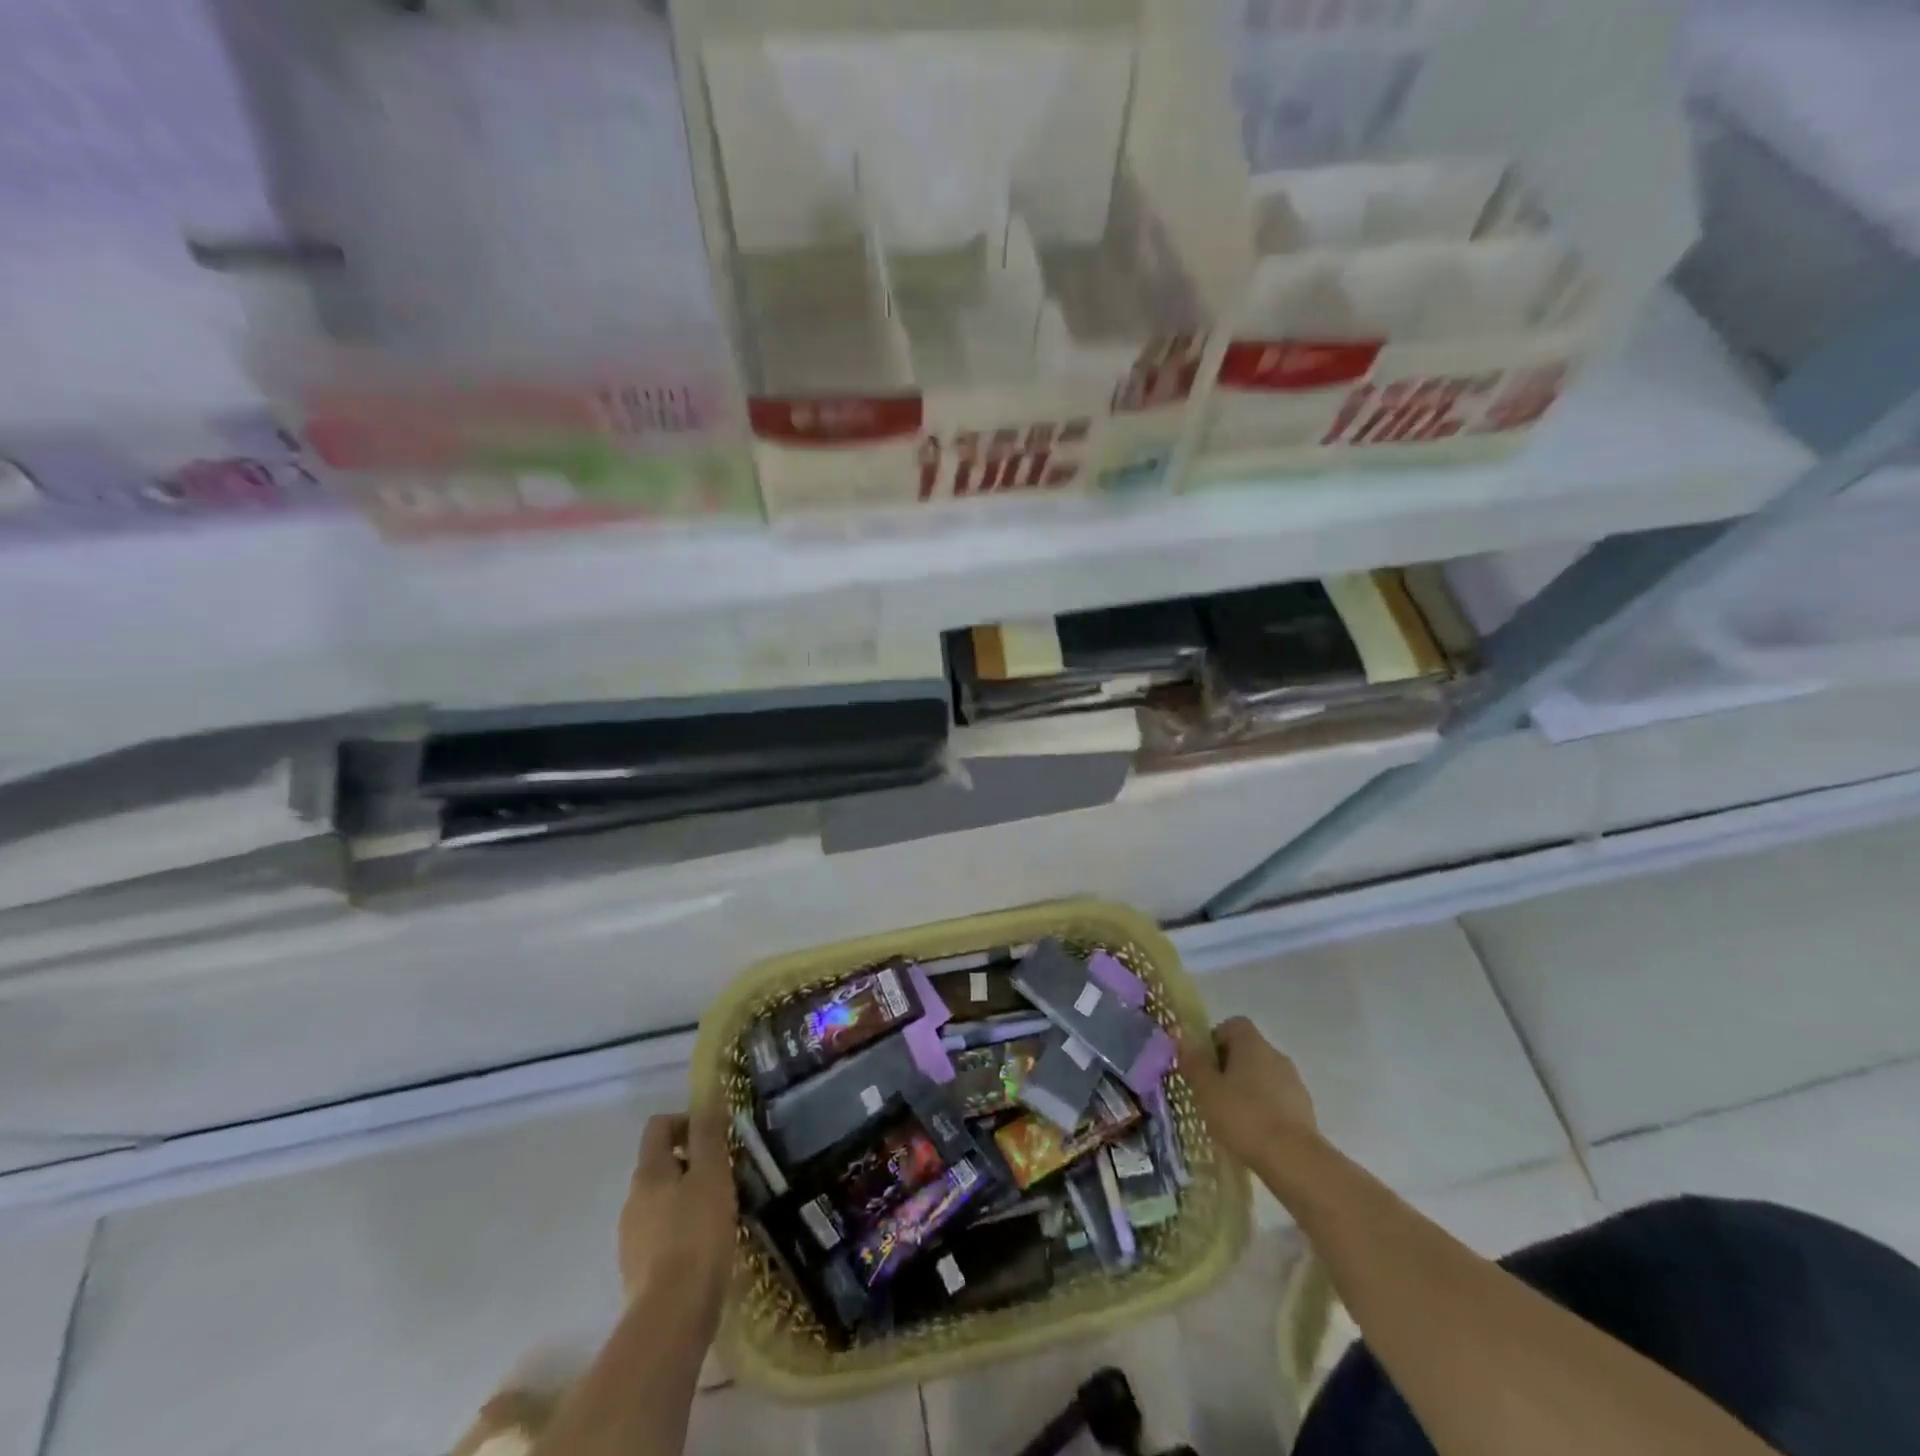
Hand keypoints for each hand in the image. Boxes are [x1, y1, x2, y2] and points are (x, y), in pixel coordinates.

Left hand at [618, 1110, 737, 1330]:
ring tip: (722, 1212)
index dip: (687, 1121)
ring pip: (663, 1200)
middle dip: (693, 1162)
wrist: (672, 1318)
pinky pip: (663, 1234)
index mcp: (648, 1173)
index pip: (658, 1126)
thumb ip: (708, 1133)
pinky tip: (708, 1246)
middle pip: (661, 1164)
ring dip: (689, 1197)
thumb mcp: (712, 1175)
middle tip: (727, 1176)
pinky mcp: (640, 1272)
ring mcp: (632, 1238)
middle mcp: (632, 1200)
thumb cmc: (697, 1234)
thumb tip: (709, 1092)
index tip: (716, 1138)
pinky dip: (684, 1230)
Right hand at [1179, 1016, 1319, 1166]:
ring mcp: (1294, 1083)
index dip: (1215, 1040)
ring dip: (1247, 1090)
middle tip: (1211, 1093)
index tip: (1203, 1065)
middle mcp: (1276, 1055)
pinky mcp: (1305, 1110)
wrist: (1294, 1159)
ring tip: (1231, 1118)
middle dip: (1228, 1068)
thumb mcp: (1206, 1089)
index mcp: (1252, 1044)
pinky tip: (1253, 1133)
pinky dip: (1264, 1110)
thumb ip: (1193, 1062)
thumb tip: (1181, 1038)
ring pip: (1263, 1077)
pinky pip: (1277, 1100)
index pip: (1232, 1025)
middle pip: (1247, 1051)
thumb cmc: (1243, 1116)